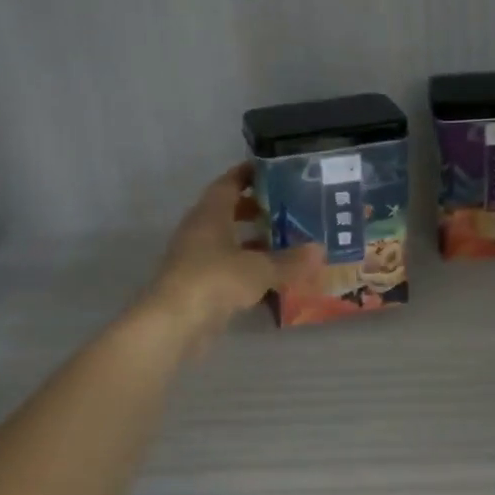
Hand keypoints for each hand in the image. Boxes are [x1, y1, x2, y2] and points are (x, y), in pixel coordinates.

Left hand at [146, 163, 318, 341]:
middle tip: (289, 209)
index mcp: (210, 214)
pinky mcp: (198, 285)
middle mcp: (200, 231)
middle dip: (257, 209)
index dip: (249, 174)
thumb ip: (290, 260)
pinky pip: (228, 268)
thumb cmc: (214, 280)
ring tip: (287, 243)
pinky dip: (249, 268)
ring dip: (254, 241)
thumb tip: (320, 250)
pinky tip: (273, 277)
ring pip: (229, 242)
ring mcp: (197, 259)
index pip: (229, 183)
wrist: (173, 324)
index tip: (274, 170)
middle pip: (229, 211)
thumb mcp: (259, 269)